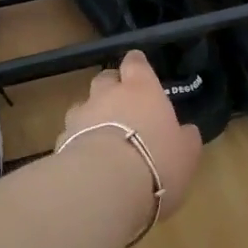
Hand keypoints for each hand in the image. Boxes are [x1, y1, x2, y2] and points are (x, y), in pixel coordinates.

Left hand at [58, 50, 202, 220]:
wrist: (104, 185)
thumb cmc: (156, 161)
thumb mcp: (186, 153)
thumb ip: (185, 138)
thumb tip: (186, 131)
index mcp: (141, 89)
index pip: (135, 62)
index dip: (136, 63)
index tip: (138, 67)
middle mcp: (107, 94)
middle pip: (105, 78)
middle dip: (111, 87)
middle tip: (122, 104)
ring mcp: (81, 115)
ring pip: (83, 105)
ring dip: (91, 115)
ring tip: (102, 136)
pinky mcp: (60, 140)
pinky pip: (70, 134)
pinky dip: (78, 141)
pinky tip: (86, 160)